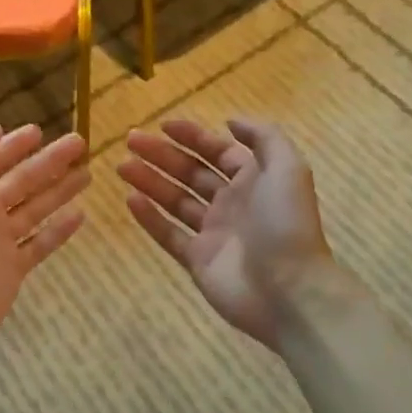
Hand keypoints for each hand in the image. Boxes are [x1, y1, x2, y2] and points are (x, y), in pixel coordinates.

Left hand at [0, 123, 88, 365]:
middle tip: (79, 143)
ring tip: (87, 173)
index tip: (39, 130)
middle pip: (21, 180)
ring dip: (60, 190)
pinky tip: (80, 214)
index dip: (14, 145)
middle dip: (48, 161)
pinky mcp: (14, 268)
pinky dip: (59, 230)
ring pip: (35, 209)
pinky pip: (40, 244)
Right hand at [119, 117, 339, 349]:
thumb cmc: (286, 224)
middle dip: (162, 155)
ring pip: (175, 200)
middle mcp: (232, 203)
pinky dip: (149, 217)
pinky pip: (168, 234)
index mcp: (254, 180)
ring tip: (122, 166)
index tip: (162, 125)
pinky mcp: (198, 261)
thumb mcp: (287, 168)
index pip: (218, 152)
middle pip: (191, 173)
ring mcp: (213, 233)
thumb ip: (263, 137)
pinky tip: (130, 199)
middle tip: (131, 141)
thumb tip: (230, 121)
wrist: (289, 292)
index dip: (192, 136)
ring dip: (149, 181)